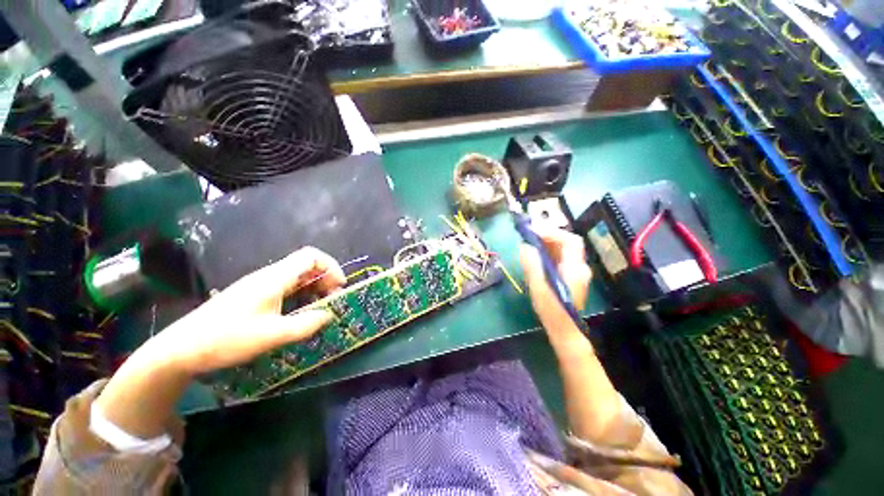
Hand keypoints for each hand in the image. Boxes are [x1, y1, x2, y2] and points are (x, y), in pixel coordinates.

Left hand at [156, 246, 345, 374]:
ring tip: (319, 309)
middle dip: (325, 279)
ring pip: (297, 277)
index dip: (331, 266)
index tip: (339, 286)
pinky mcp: (254, 296)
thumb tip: (329, 315)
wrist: (180, 350)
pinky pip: (286, 288)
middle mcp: (269, 276)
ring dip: (314, 289)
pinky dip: (301, 296)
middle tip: (331, 301)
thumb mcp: (271, 336)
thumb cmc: (226, 339)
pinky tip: (299, 313)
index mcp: (274, 278)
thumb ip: (305, 324)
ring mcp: (260, 286)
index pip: (311, 256)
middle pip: (307, 266)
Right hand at [519, 226, 591, 340]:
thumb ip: (532, 264)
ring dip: (547, 241)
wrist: (564, 330)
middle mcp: (579, 267)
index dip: (552, 232)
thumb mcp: (538, 286)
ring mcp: (575, 271)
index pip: (569, 241)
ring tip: (530, 238)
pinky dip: (548, 250)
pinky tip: (535, 252)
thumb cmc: (551, 310)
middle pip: (566, 242)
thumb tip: (525, 246)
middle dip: (548, 234)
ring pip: (563, 249)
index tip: (533, 230)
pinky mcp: (569, 276)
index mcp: (575, 268)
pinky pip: (559, 257)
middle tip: (529, 231)